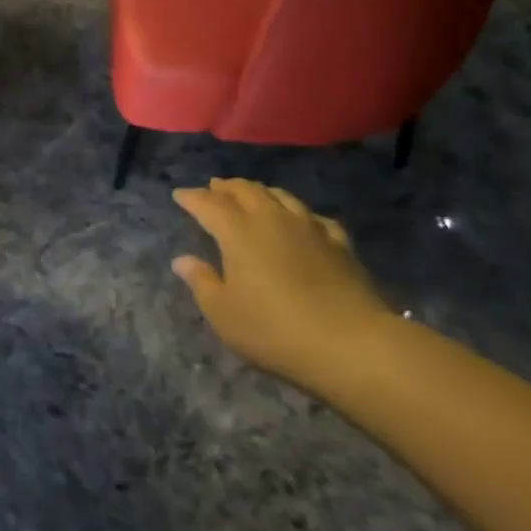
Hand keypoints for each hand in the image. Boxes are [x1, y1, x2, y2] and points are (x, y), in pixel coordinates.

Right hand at [172, 178, 392, 384]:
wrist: (350, 343)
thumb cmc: (274, 330)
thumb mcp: (224, 313)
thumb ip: (202, 282)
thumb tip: (182, 259)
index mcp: (238, 232)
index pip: (209, 204)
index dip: (192, 198)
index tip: (180, 195)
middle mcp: (271, 218)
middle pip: (245, 190)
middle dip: (226, 187)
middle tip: (214, 187)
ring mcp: (308, 227)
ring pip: (280, 196)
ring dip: (261, 192)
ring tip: (252, 195)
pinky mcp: (338, 242)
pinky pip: (314, 217)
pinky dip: (299, 213)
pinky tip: (302, 221)